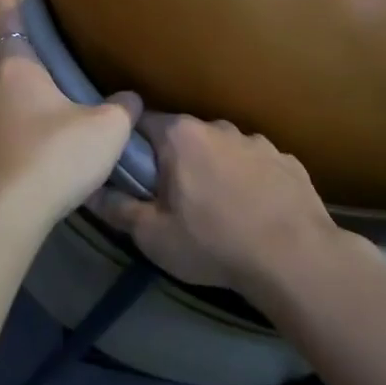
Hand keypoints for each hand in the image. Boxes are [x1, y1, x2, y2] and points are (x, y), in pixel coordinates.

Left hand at [0, 0, 140, 230]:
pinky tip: (21, 128)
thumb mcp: (104, 129)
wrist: (7, 212)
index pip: (8, 21)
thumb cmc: (54, 155)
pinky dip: (2, 113)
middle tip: (12, 34)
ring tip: (21, 83)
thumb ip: (121, 109)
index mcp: (16, 70)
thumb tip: (131, 99)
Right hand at [90, 115, 358, 292]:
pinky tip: (256, 212)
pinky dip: (252, 182)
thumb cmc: (213, 243)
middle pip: (184, 137)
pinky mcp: (289, 161)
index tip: (132, 173)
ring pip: (224, 150)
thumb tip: (89, 191)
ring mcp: (258, 142)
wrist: (296, 260)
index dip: (132, 147)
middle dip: (176, 161)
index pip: (142, 124)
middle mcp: (218, 127)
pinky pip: (258, 166)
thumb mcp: (153, 235)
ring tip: (220, 209)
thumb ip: (117, 209)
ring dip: (216, 170)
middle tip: (175, 199)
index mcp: (180, 136)